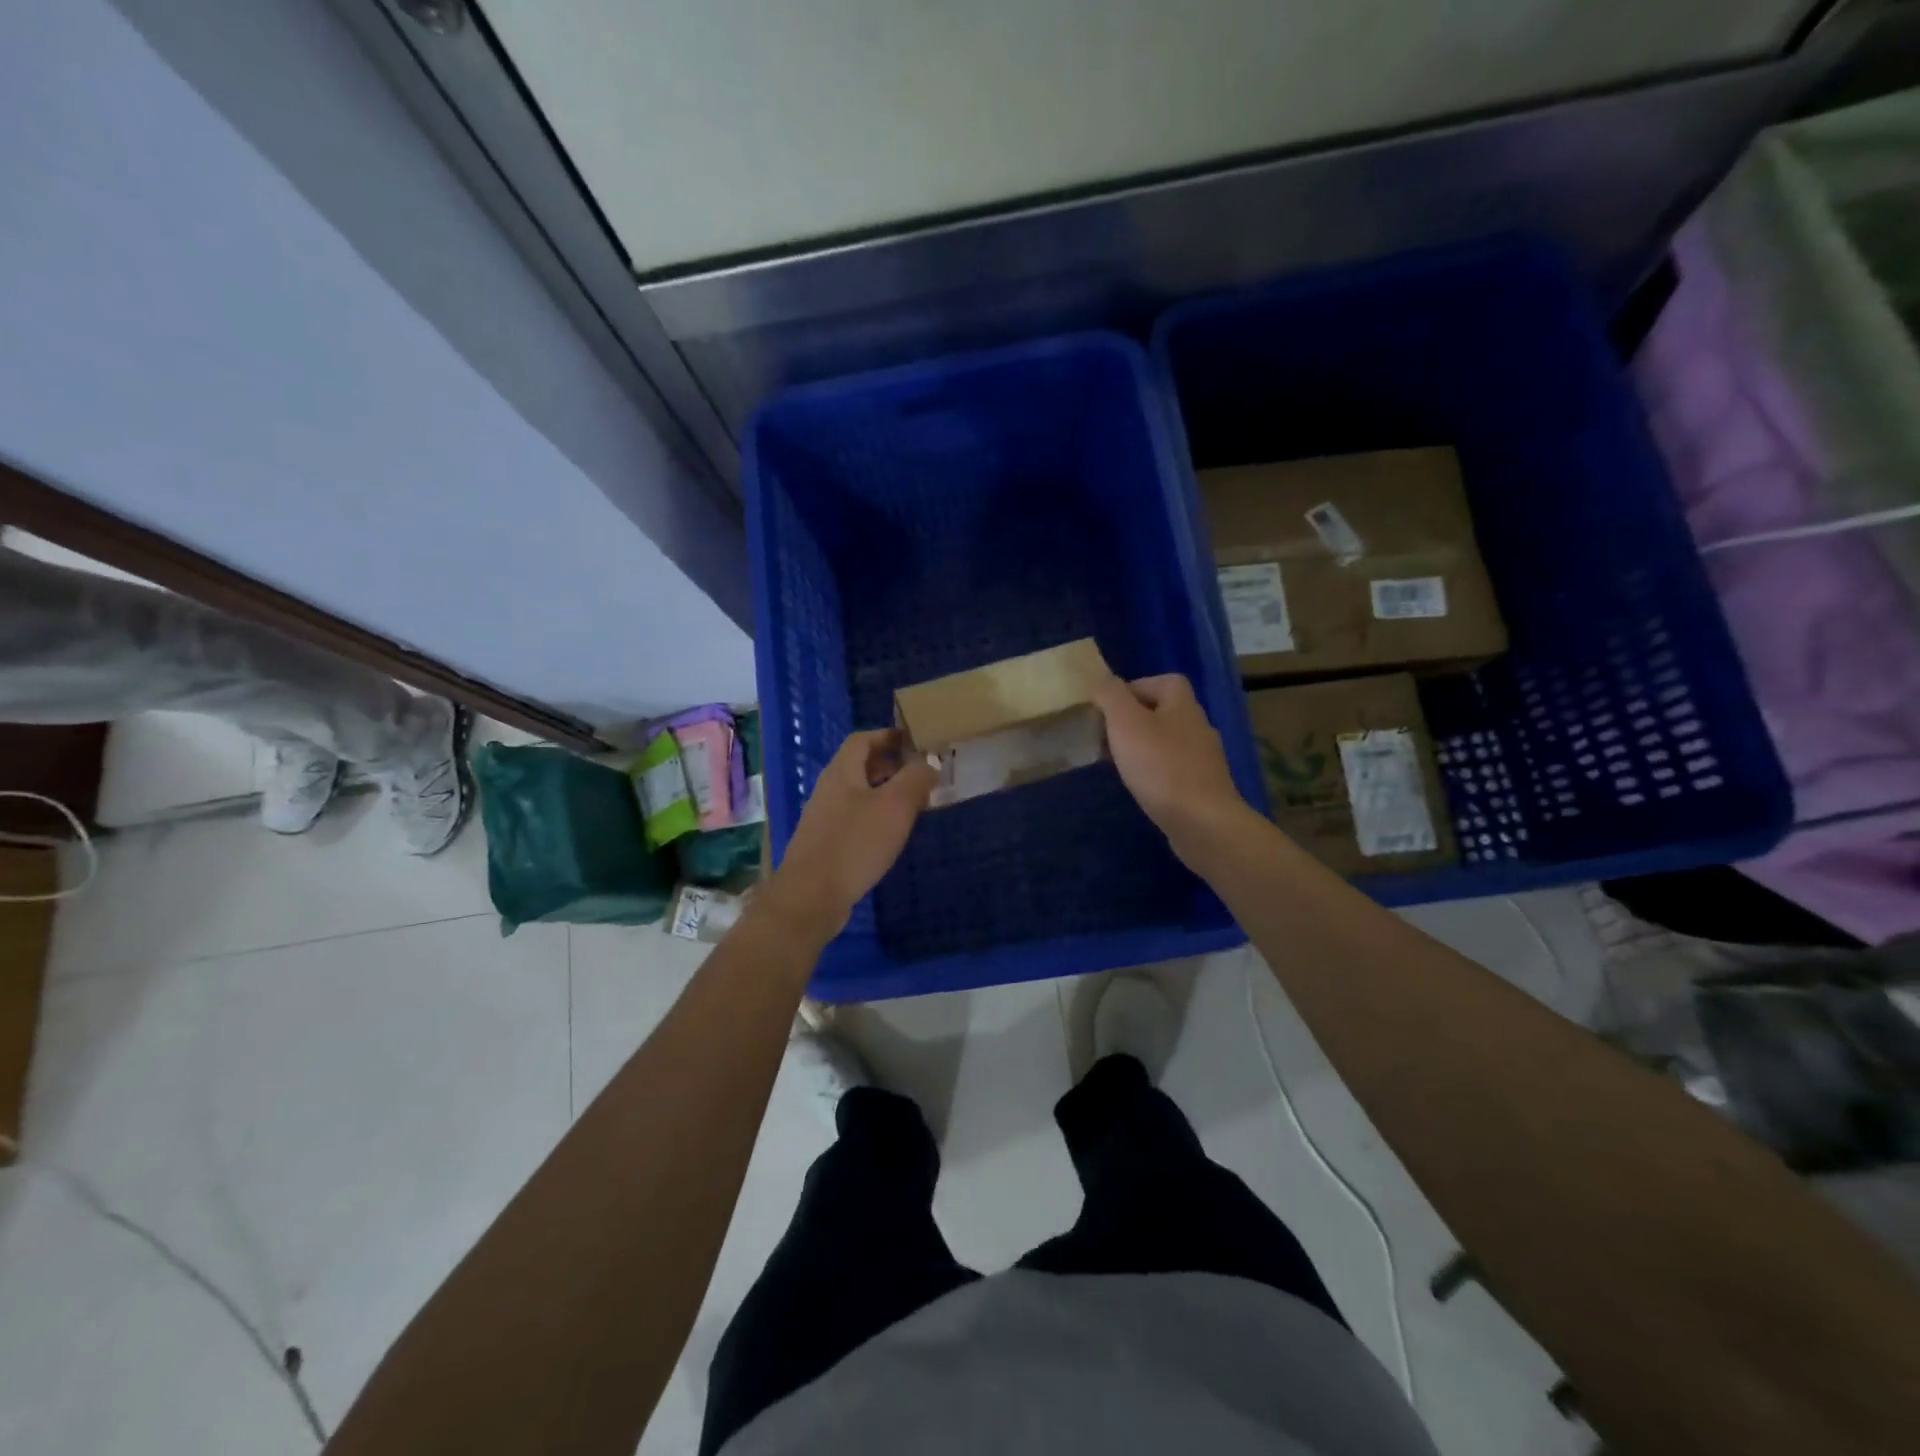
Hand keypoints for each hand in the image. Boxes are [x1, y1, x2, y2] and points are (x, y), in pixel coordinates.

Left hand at [763, 729, 937, 940]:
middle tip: (919, 773)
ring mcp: (824, 817)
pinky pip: (854, 817)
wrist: (811, 895)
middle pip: (859, 765)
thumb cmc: (855, 843)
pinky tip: (891, 833)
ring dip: (884, 792)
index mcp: (842, 772)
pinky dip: (875, 816)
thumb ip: (915, 779)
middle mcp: (829, 788)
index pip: (863, 739)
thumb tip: (928, 763)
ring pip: (858, 793)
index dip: (888, 736)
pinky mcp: (825, 843)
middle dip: (890, 764)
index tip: (914, 742)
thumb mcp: (895, 806)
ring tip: (912, 803)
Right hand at [1091, 673, 1255, 864]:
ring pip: (1167, 742)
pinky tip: (1140, 786)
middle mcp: (1198, 726)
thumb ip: (1111, 695)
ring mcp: (1204, 759)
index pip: (1162, 681)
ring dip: (1142, 747)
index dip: (1133, 688)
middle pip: (1163, 712)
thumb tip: (1101, 680)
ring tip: (1117, 762)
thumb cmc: (1160, 767)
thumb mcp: (1126, 722)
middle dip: (1133, 720)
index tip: (1107, 708)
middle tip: (1106, 736)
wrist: (1202, 822)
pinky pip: (1174, 769)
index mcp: (1183, 705)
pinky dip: (1155, 772)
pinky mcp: (1203, 787)